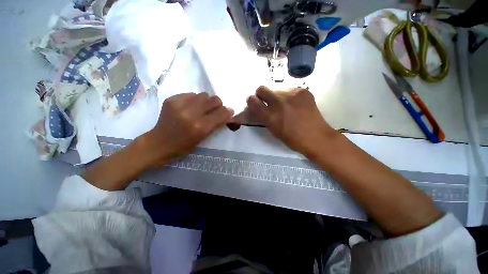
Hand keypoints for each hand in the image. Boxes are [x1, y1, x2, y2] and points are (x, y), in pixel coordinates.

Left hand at [142, 93, 233, 166]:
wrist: (158, 143)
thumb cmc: (183, 146)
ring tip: (201, 109)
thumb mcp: (203, 139)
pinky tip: (189, 108)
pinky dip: (194, 100)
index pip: (221, 113)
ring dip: (206, 101)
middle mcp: (191, 114)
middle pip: (213, 99)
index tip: (229, 111)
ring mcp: (179, 105)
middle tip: (214, 110)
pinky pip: (191, 94)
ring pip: (203, 94)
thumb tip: (228, 113)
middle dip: (218, 104)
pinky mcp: (171, 100)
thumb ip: (216, 125)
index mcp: (200, 127)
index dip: (227, 111)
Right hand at [246, 86, 337, 155]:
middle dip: (261, 94)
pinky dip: (289, 96)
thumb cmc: (292, 139)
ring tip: (286, 105)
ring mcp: (291, 95)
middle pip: (261, 88)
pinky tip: (296, 105)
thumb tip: (258, 108)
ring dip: (277, 96)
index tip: (254, 103)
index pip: (252, 100)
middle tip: (268, 101)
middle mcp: (278, 103)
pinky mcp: (302, 91)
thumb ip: (264, 117)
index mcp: (270, 116)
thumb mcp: (273, 130)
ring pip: (276, 89)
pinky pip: (289, 90)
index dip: (251, 101)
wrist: (316, 137)